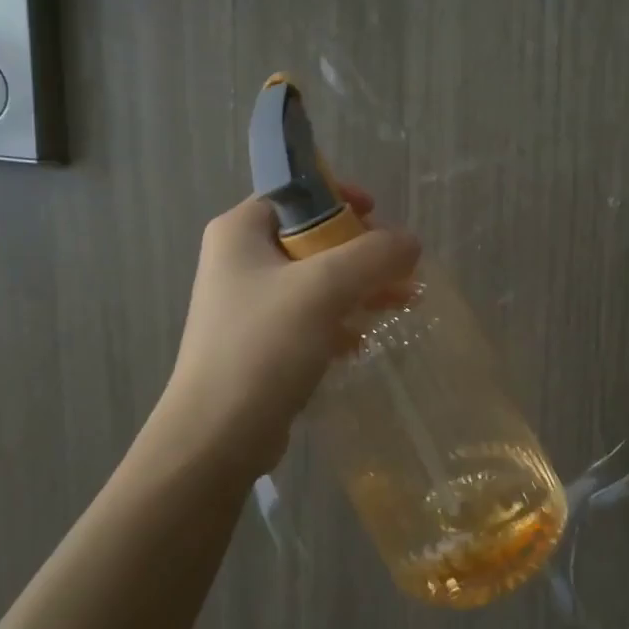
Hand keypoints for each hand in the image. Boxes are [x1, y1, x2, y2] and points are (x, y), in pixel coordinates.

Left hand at [153, 185, 420, 479]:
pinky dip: (337, 322)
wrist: (217, 436)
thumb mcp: (324, 288)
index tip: (377, 215)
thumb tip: (410, 241)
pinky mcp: (258, 343)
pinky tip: (360, 342)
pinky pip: (307, 318)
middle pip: (311, 237)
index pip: (295, 192)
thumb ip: (373, 256)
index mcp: (240, 231)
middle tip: (399, 268)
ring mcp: (246, 304)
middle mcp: (239, 260)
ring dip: (358, 288)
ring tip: (402, 303)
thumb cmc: (265, 346)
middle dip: (360, 252)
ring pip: (315, 281)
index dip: (339, 198)